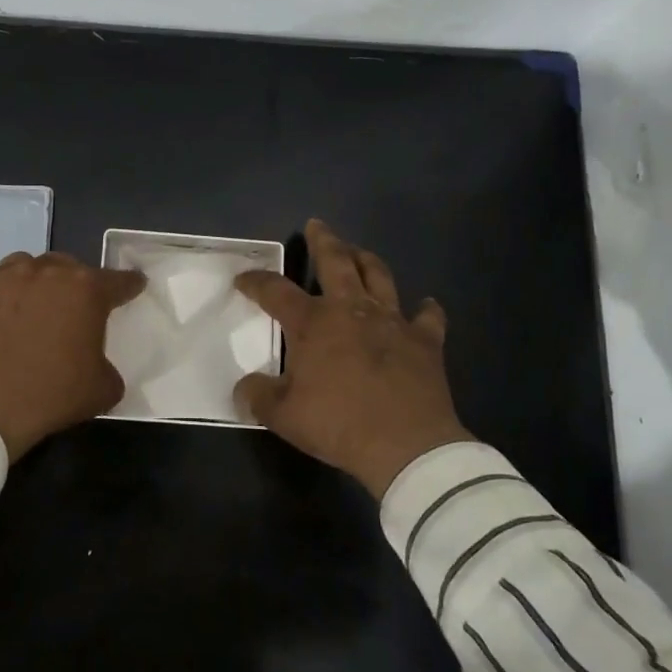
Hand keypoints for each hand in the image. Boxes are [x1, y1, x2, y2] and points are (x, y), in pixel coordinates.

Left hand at [0, 251, 145, 460]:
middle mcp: (44, 272)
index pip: (118, 281)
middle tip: (73, 306)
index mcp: (85, 290)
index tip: (134, 285)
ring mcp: (0, 279)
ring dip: (30, 282)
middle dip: (74, 282)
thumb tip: (99, 367)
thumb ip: (107, 368)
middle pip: (67, 266)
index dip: (129, 284)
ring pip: (22, 266)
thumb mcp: (101, 389)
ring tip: (28, 305)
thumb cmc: (51, 394)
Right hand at [235, 220, 473, 496]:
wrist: (406, 445)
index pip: (276, 291)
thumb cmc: (339, 425)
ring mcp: (392, 321)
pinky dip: (426, 310)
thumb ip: (259, 397)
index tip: (242, 279)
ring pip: (379, 276)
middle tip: (317, 226)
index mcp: (314, 323)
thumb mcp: (284, 417)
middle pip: (336, 262)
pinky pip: (428, 318)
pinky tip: (426, 305)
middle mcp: (352, 309)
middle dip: (323, 241)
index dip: (256, 282)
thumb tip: (243, 387)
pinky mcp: (425, 341)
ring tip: (359, 252)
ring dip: (367, 260)